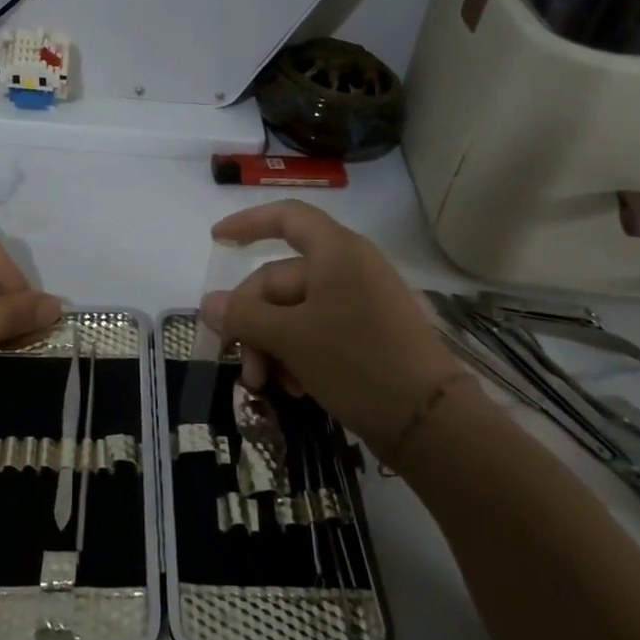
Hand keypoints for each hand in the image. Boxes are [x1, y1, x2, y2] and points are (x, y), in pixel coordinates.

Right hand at [199, 200, 468, 452]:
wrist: (431, 421)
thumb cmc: (356, 361)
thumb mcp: (291, 338)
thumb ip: (244, 317)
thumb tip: (207, 304)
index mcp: (335, 251)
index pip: (286, 217)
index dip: (247, 223)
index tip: (215, 240)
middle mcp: (349, 268)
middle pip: (282, 279)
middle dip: (253, 321)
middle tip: (239, 362)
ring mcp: (362, 302)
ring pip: (296, 312)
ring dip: (272, 344)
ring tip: (266, 384)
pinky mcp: (369, 335)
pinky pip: (319, 332)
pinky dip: (299, 354)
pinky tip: (295, 388)